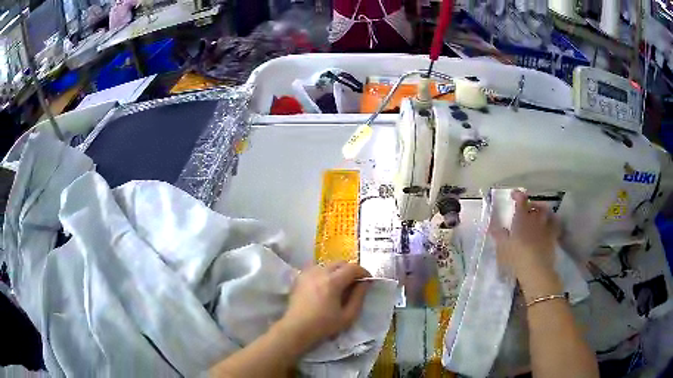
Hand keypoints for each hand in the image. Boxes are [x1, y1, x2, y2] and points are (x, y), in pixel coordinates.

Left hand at [276, 261, 370, 352]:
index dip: (363, 272)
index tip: (368, 281)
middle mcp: (319, 272)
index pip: (353, 268)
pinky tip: (324, 285)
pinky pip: (316, 268)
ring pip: (328, 264)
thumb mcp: (348, 316)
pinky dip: (324, 272)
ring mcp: (307, 273)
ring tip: (339, 285)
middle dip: (350, 270)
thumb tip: (365, 283)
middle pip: (340, 263)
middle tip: (354, 283)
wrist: (296, 329)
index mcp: (332, 281)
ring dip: (337, 271)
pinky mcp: (300, 277)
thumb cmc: (323, 326)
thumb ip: (359, 297)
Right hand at [491, 190, 561, 297]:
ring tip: (539, 214)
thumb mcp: (503, 247)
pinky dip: (552, 221)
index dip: (517, 195)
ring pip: (546, 212)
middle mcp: (535, 218)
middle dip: (531, 204)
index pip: (521, 200)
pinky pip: (555, 224)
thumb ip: (499, 234)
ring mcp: (545, 226)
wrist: (536, 269)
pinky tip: (550, 224)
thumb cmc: (516, 257)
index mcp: (522, 218)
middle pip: (535, 205)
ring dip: (542, 210)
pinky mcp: (553, 236)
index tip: (514, 195)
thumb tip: (492, 226)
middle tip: (527, 208)